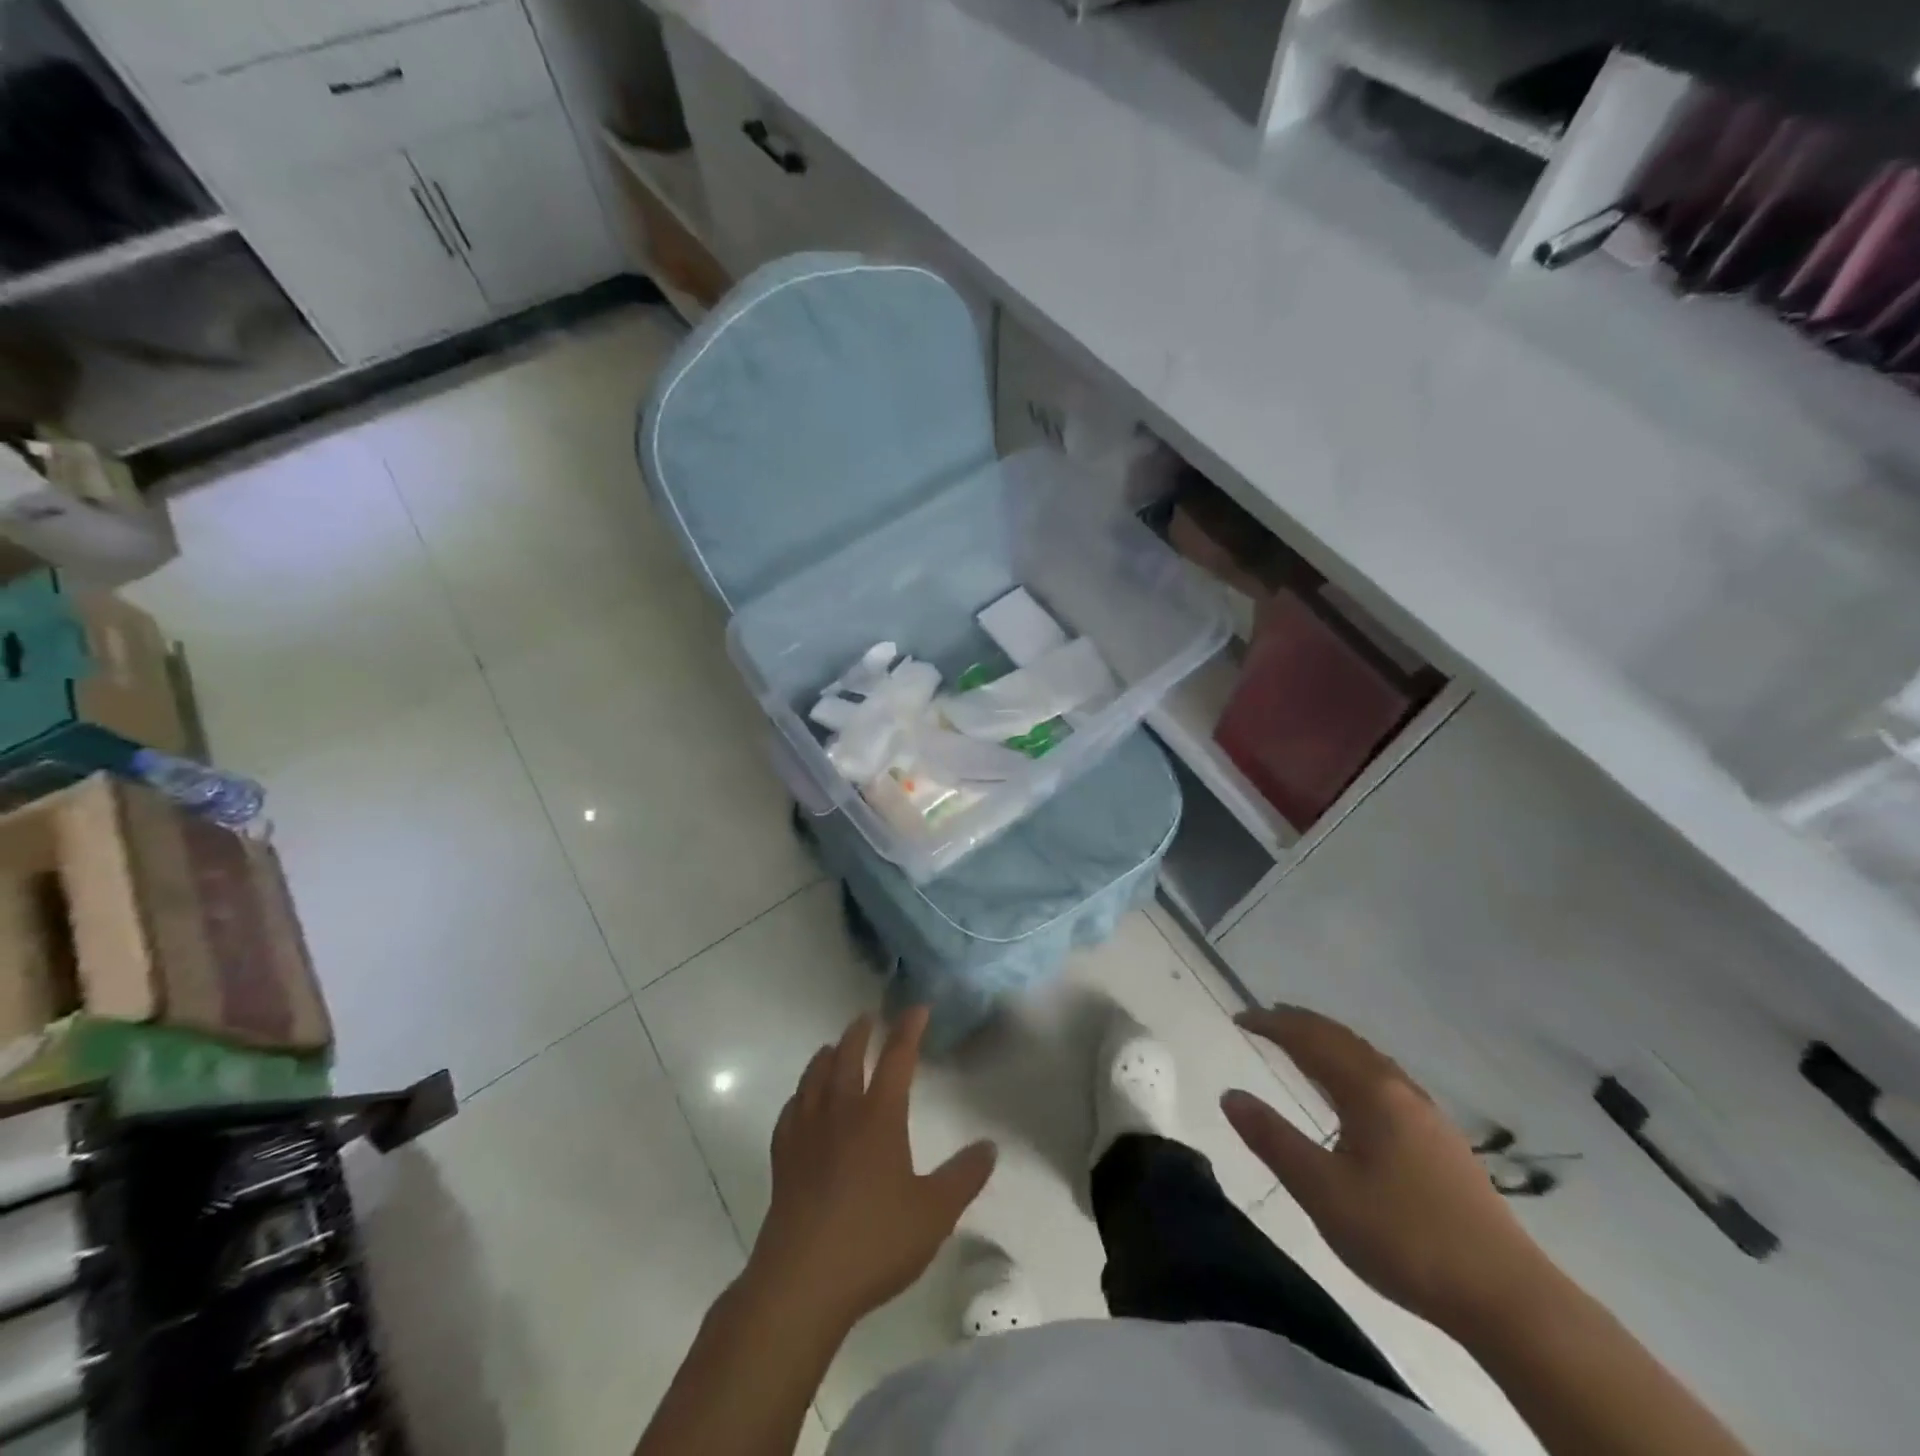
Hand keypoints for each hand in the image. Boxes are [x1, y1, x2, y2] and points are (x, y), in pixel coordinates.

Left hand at [745, 1006, 996, 1332]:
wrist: (802, 1282)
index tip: (917, 1008)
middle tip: (869, 1017)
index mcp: (879, 1116)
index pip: (898, 1058)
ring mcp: (806, 1134)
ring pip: (815, 1078)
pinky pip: (790, 1112)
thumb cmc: (874, 1242)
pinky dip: (799, 1096)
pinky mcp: (783, 1159)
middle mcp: (840, 1113)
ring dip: (827, 1056)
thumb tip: (989, 1146)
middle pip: (848, 1058)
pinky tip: (801, 1101)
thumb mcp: (934, 1213)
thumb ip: (964, 1177)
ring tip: (833, 1048)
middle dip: (861, 1033)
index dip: (909, 1030)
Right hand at [1222, 1006, 1555, 1334]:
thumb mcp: (1323, 1192)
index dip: (1273, 1024)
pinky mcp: (1443, 1142)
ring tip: (1302, 1044)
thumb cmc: (1405, 1239)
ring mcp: (1427, 1115)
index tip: (1239, 1018)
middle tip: (1265, 1019)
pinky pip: (1385, 1079)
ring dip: (1329, 1042)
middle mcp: (1399, 1089)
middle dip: (1301, 1023)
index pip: (1311, 1039)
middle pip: (1342, 1039)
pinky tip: (1354, 1092)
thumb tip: (1230, 1095)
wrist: (1508, 1299)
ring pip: (1368, 1058)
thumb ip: (1273, 1139)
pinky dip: (1353, 1065)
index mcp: (1370, 1092)